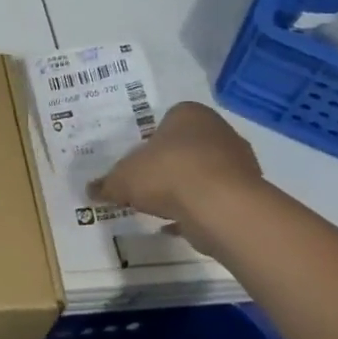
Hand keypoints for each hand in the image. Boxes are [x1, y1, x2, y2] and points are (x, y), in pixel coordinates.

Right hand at [86, 101, 262, 246]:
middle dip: (169, 163)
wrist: (219, 207)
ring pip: (203, 172)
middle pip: (187, 146)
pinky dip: (197, 209)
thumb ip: (107, 184)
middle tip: (146, 181)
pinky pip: (214, 199)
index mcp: (189, 114)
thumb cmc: (167, 174)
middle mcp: (218, 131)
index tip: (138, 159)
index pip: (168, 119)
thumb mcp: (122, 179)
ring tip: (160, 205)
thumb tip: (91, 190)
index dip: (151, 139)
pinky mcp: (246, 192)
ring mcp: (238, 162)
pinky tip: (177, 224)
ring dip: (184, 187)